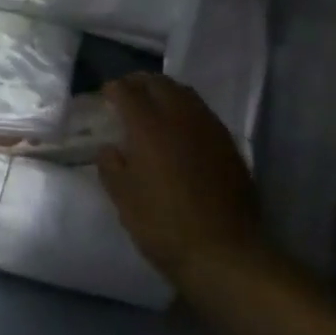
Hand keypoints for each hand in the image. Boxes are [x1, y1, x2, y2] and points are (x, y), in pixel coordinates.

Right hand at [97, 73, 263, 284]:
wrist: (223, 252)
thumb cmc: (163, 225)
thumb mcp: (123, 199)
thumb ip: (111, 166)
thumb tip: (110, 148)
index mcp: (149, 127)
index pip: (128, 92)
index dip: (114, 89)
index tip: (106, 94)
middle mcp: (180, 118)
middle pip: (159, 84)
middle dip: (139, 83)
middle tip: (127, 92)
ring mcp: (209, 128)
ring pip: (185, 93)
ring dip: (165, 92)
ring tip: (154, 104)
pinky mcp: (229, 144)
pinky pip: (203, 113)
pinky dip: (186, 109)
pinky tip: (181, 127)